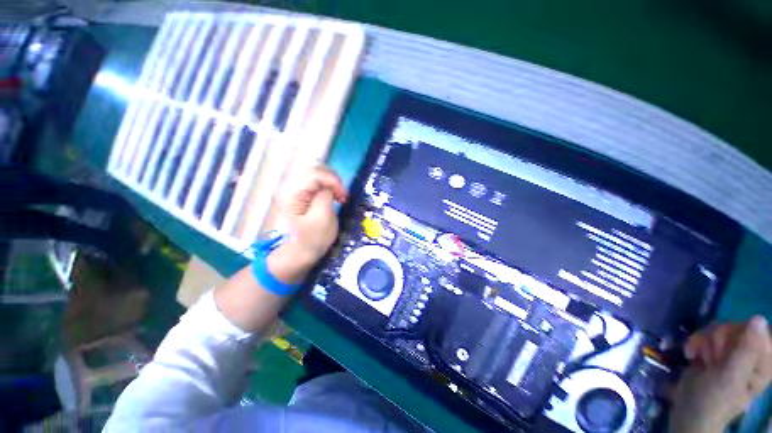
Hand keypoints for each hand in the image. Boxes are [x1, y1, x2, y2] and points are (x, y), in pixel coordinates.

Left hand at [267, 166, 346, 283]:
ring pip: (317, 173)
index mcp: (292, 193)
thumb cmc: (312, 239)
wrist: (300, 251)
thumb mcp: (322, 219)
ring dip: (332, 182)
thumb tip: (329, 187)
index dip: (334, 181)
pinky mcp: (300, 192)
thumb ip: (325, 197)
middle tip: (342, 195)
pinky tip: (332, 194)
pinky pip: (316, 180)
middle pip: (315, 169)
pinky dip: (328, 185)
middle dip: (333, 180)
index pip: (315, 174)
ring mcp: (294, 188)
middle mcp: (289, 186)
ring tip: (339, 195)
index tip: (344, 196)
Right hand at [669, 316, 771, 432]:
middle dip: (717, 338)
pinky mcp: (714, 352)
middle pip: (735, 326)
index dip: (739, 333)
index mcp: (763, 361)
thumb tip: (758, 318)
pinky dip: (695, 342)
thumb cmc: (714, 399)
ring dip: (703, 340)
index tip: (726, 350)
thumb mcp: (731, 377)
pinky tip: (691, 354)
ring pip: (718, 328)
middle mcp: (750, 353)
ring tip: (699, 357)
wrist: (689, 411)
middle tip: (710, 357)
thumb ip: (746, 350)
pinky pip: (704, 334)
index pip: (757, 329)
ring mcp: (731, 353)